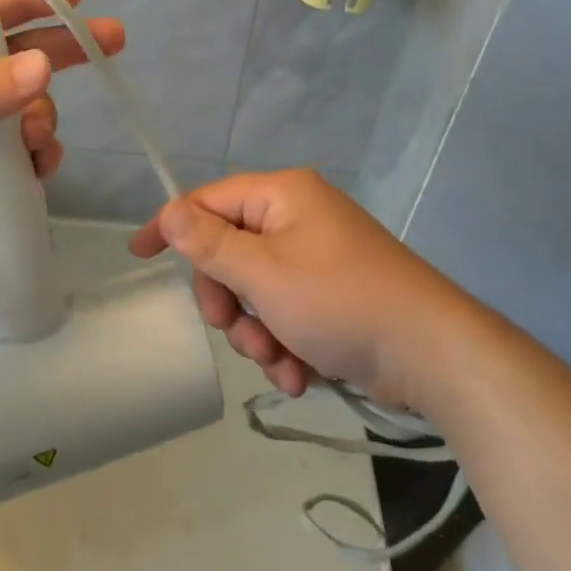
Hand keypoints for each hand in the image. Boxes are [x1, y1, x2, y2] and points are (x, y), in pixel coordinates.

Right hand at [130, 168, 468, 411]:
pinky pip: (285, 312)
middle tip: (233, 329)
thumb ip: (209, 244)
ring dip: (256, 332)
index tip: (139, 256)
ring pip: (256, 290)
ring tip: (279, 363)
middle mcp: (299, 218)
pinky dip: (284, 344)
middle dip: (228, 300)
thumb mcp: (263, 274)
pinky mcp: (333, 294)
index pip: (208, 200)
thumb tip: (169, 211)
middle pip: (230, 250)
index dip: (171, 226)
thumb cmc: (340, 301)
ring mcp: (318, 257)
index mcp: (282, 196)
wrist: (431, 353)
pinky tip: (298, 374)